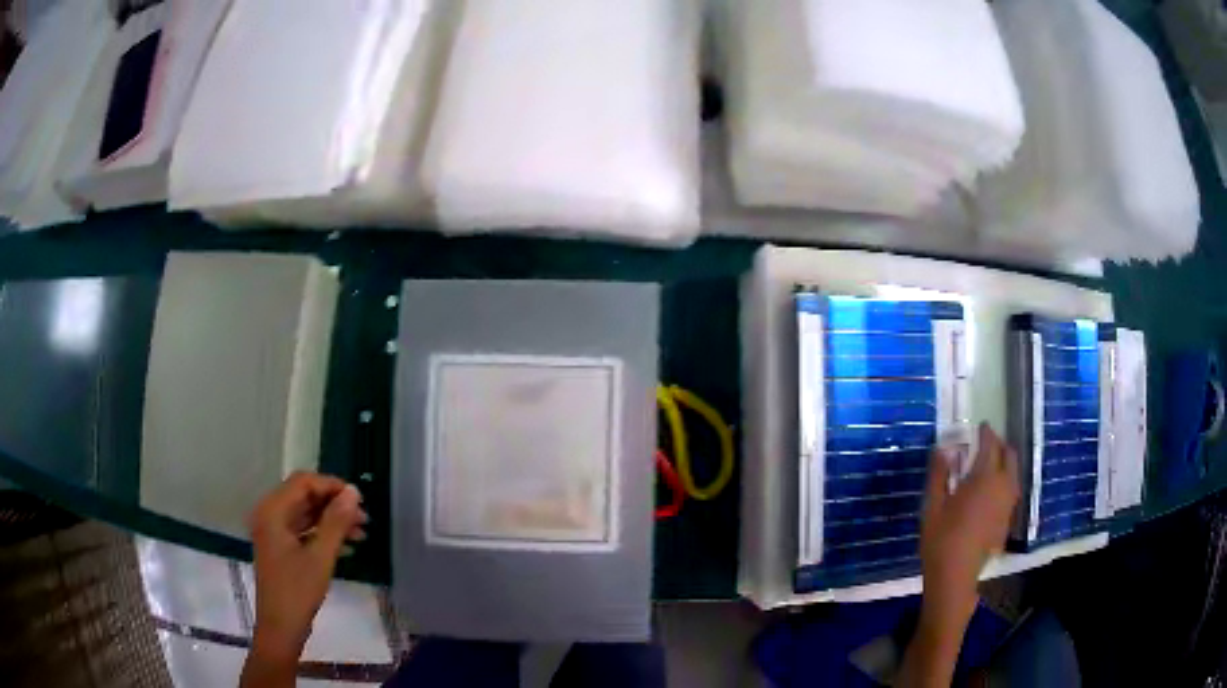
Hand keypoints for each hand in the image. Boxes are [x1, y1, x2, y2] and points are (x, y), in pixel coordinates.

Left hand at [246, 472, 367, 661]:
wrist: (281, 626)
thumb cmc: (298, 590)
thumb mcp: (320, 556)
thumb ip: (336, 522)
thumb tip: (353, 492)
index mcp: (273, 510)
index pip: (303, 482)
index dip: (332, 486)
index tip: (360, 500)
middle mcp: (269, 514)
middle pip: (304, 496)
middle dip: (334, 504)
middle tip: (364, 519)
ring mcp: (274, 531)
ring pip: (306, 513)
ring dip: (332, 520)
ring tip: (361, 533)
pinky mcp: (280, 547)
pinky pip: (303, 530)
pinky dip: (324, 534)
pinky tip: (347, 546)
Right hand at [920, 423, 1020, 631]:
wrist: (955, 576)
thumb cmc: (941, 539)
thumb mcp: (933, 505)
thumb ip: (939, 474)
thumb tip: (944, 448)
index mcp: (984, 477)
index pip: (990, 445)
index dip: (986, 433)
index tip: (981, 426)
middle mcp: (1002, 486)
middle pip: (1009, 455)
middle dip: (1000, 444)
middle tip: (987, 443)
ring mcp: (1007, 504)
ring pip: (1014, 473)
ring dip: (1005, 462)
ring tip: (991, 464)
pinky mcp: (1007, 519)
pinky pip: (1011, 490)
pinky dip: (1005, 480)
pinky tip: (992, 491)